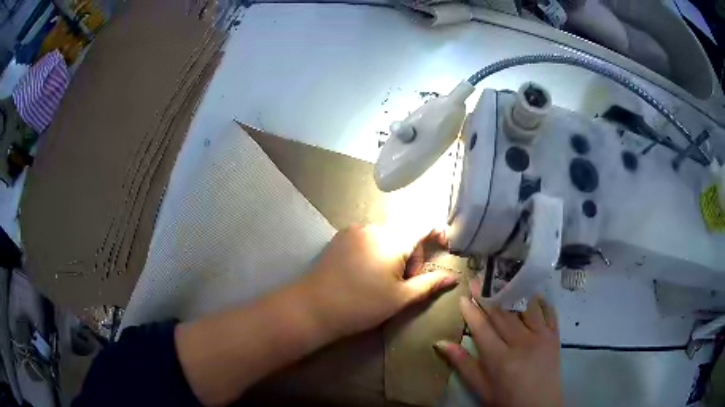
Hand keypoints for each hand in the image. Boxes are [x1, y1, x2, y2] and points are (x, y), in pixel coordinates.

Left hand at [299, 224, 458, 338]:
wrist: (313, 307)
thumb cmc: (361, 306)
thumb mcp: (400, 298)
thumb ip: (429, 284)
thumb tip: (453, 277)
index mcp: (392, 240)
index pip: (424, 223)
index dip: (438, 232)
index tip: (443, 247)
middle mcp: (374, 227)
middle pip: (405, 231)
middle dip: (413, 253)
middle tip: (406, 281)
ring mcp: (354, 230)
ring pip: (387, 235)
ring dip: (394, 252)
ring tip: (384, 280)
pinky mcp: (340, 237)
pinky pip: (368, 237)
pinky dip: (377, 250)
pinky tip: (365, 272)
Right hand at [434, 280, 561, 406]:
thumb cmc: (506, 400)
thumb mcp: (481, 387)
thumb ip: (462, 364)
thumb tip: (441, 343)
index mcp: (500, 358)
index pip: (482, 327)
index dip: (471, 310)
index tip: (463, 295)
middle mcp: (521, 342)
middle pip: (502, 313)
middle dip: (488, 295)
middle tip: (478, 279)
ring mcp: (541, 336)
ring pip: (525, 307)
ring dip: (513, 292)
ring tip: (503, 278)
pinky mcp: (555, 336)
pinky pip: (548, 311)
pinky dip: (540, 300)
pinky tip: (532, 293)